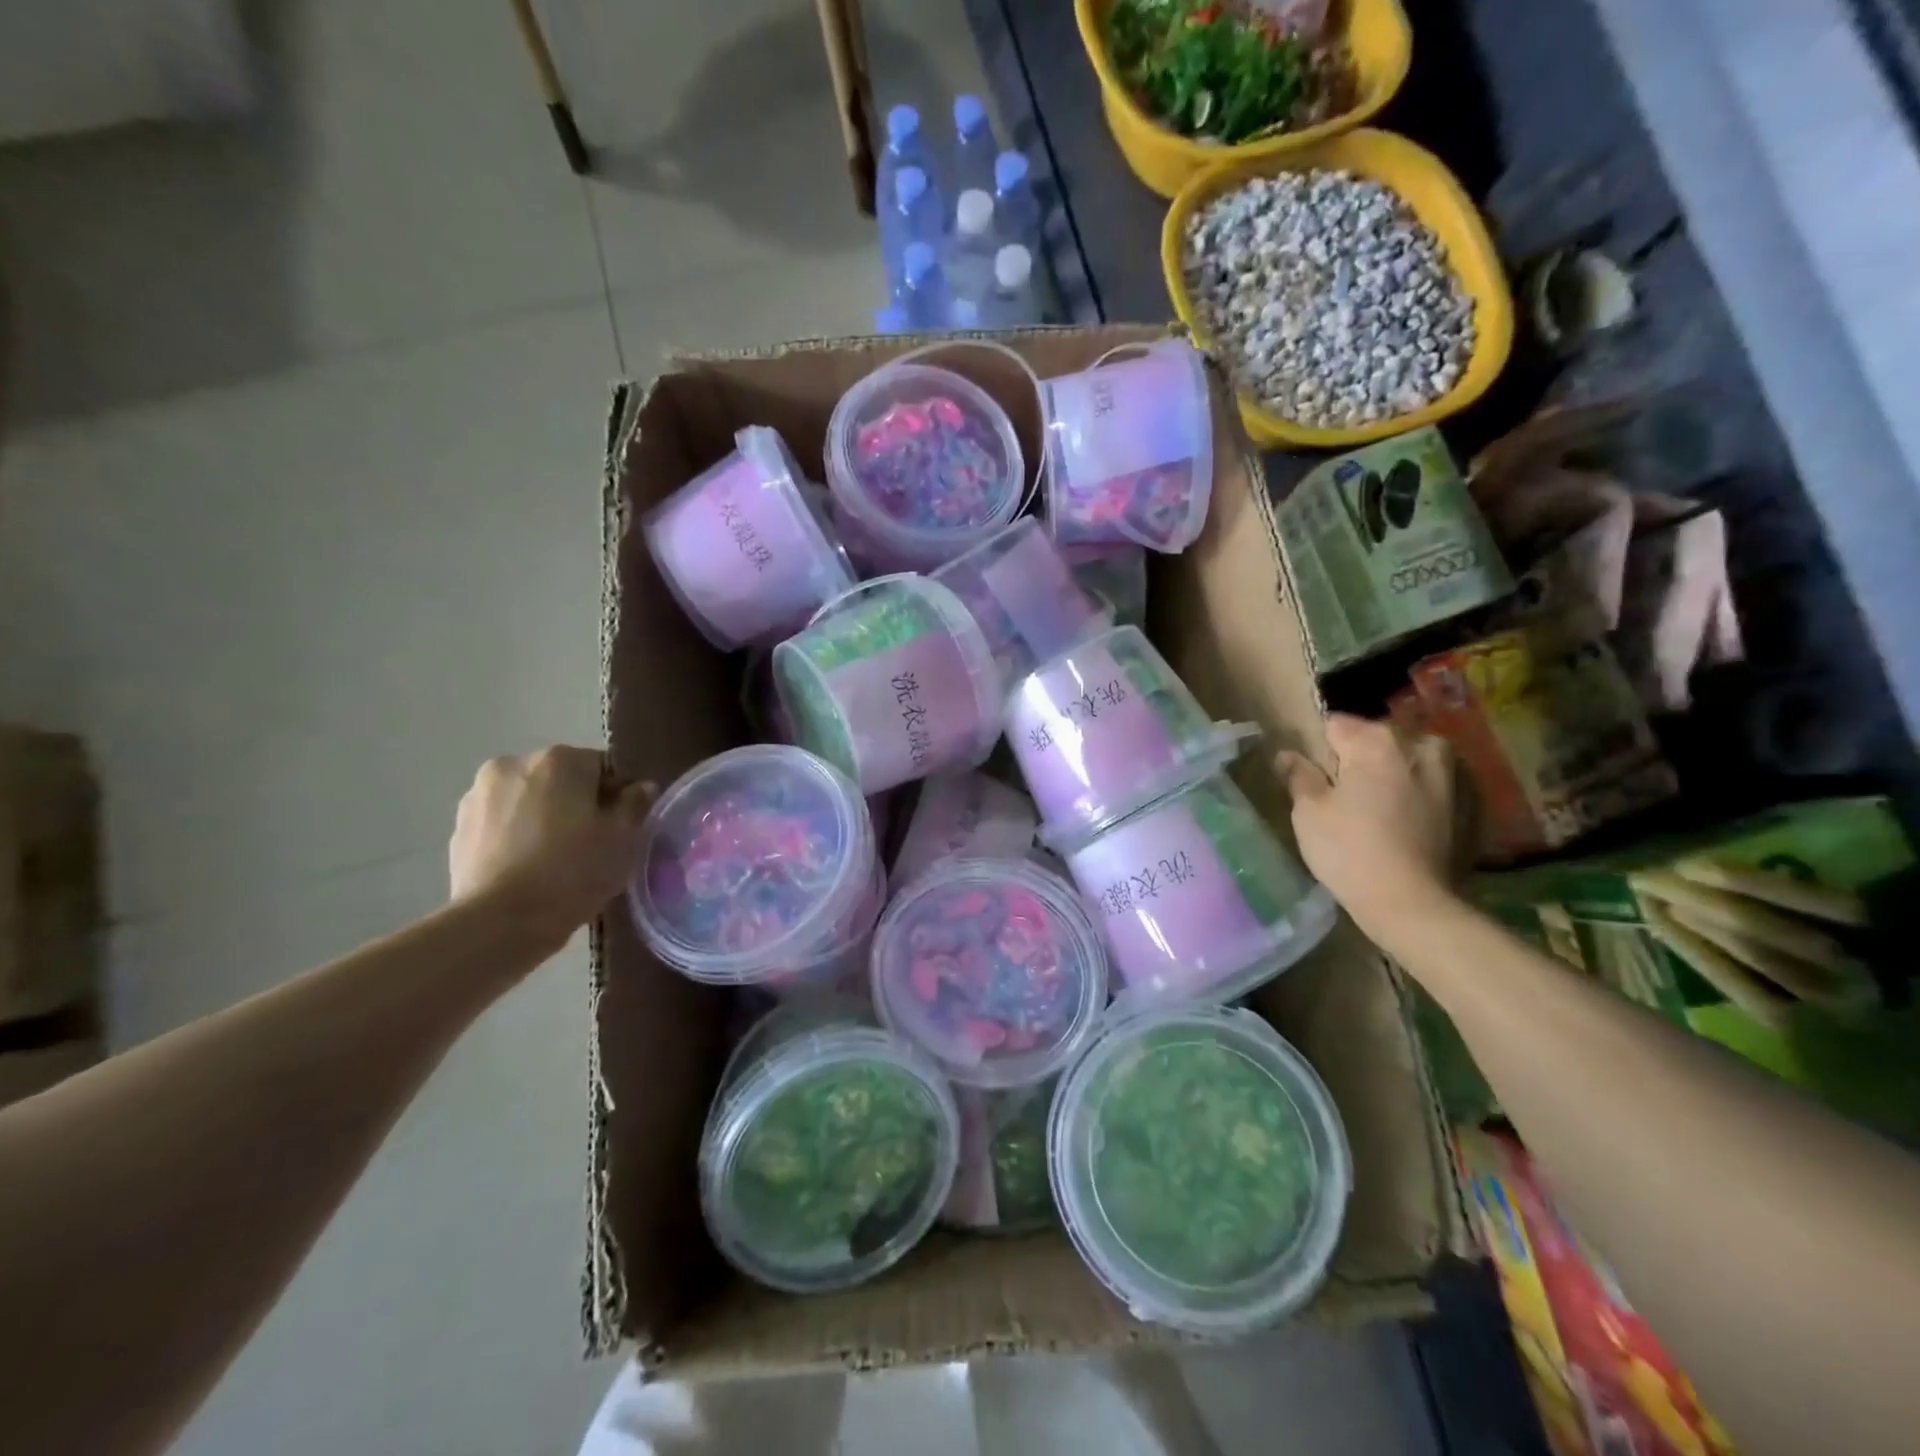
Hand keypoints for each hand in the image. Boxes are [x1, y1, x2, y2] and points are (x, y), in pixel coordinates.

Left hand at [449, 747, 653, 941]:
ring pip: (529, 800)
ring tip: (555, 860)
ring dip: (543, 817)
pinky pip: (501, 823)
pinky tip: (526, 869)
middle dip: (576, 804)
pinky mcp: (458, 828)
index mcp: (560, 759)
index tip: (621, 829)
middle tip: (590, 845)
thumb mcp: (625, 839)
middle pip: (561, 779)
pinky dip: (516, 836)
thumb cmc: (573, 872)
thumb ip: (636, 804)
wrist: (500, 923)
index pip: (603, 767)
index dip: (617, 798)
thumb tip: (640, 787)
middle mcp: (514, 763)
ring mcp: (479, 795)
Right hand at [1279, 714, 1458, 939]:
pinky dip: (1420, 793)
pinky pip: (1434, 784)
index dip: (1320, 750)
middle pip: (1376, 739)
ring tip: (1379, 809)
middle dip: (1359, 759)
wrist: (1412, 904)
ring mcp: (1453, 772)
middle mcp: (1420, 745)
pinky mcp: (1471, 802)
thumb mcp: (1308, 812)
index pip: (1335, 725)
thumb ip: (1299, 775)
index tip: (1316, 777)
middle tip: (1346, 797)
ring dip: (1394, 774)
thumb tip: (1287, 755)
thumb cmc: (1349, 851)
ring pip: (1409, 759)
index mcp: (1377, 741)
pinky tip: (1408, 822)